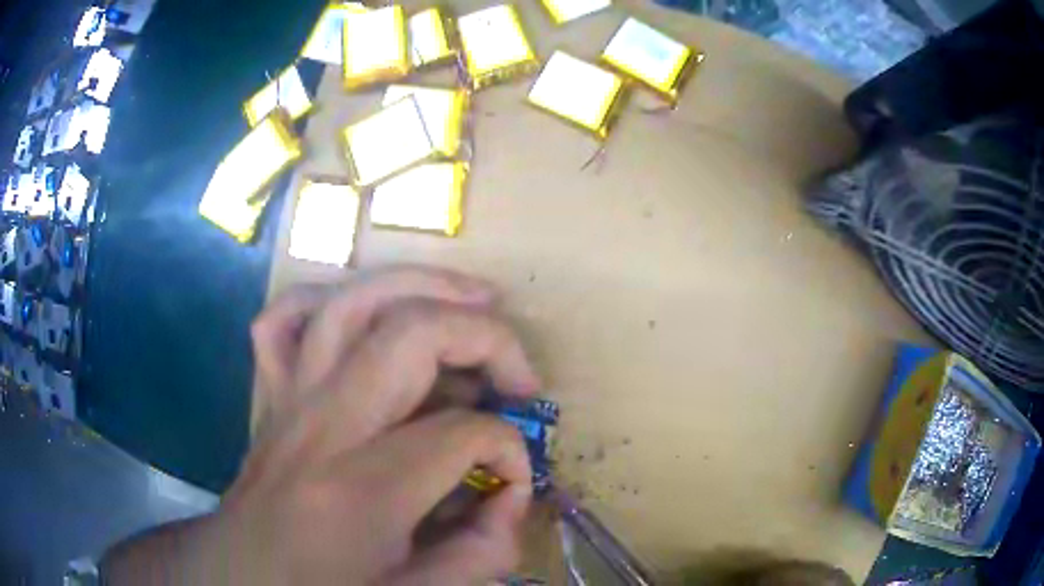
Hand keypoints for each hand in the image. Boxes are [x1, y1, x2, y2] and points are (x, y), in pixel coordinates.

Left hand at [103, 266, 542, 584]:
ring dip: (422, 285)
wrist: (239, 576)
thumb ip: (480, 555)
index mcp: (359, 491)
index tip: (513, 483)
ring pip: (351, 301)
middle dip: (485, 338)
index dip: (512, 452)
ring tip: (474, 297)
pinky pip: (286, 317)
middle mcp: (321, 425)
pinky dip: (330, 296)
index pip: (463, 434)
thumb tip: (513, 497)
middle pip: (411, 335)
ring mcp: (289, 397)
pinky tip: (368, 310)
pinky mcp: (272, 392)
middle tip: (520, 376)